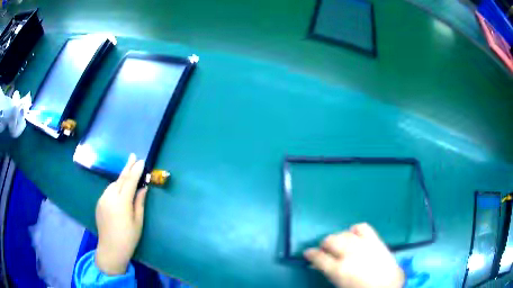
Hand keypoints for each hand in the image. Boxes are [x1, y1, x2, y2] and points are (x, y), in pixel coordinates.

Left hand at [95, 154, 147, 274]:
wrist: (110, 248)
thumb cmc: (128, 237)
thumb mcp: (138, 221)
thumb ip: (139, 203)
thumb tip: (143, 188)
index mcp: (122, 202)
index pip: (130, 182)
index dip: (136, 171)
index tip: (141, 161)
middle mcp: (110, 197)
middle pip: (120, 179)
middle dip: (127, 167)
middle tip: (132, 156)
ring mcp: (102, 199)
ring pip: (113, 184)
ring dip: (121, 178)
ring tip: (128, 174)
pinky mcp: (99, 203)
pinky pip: (108, 191)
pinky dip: (115, 187)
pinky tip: (119, 190)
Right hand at [304, 223, 403, 287]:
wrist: (386, 286)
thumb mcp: (340, 284)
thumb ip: (328, 272)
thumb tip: (317, 264)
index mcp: (339, 269)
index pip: (318, 256)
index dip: (310, 254)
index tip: (308, 253)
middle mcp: (349, 254)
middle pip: (330, 240)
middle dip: (324, 245)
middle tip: (325, 251)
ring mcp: (363, 244)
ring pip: (344, 233)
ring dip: (338, 238)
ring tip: (340, 245)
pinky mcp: (375, 239)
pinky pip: (362, 227)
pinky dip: (355, 230)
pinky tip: (354, 236)